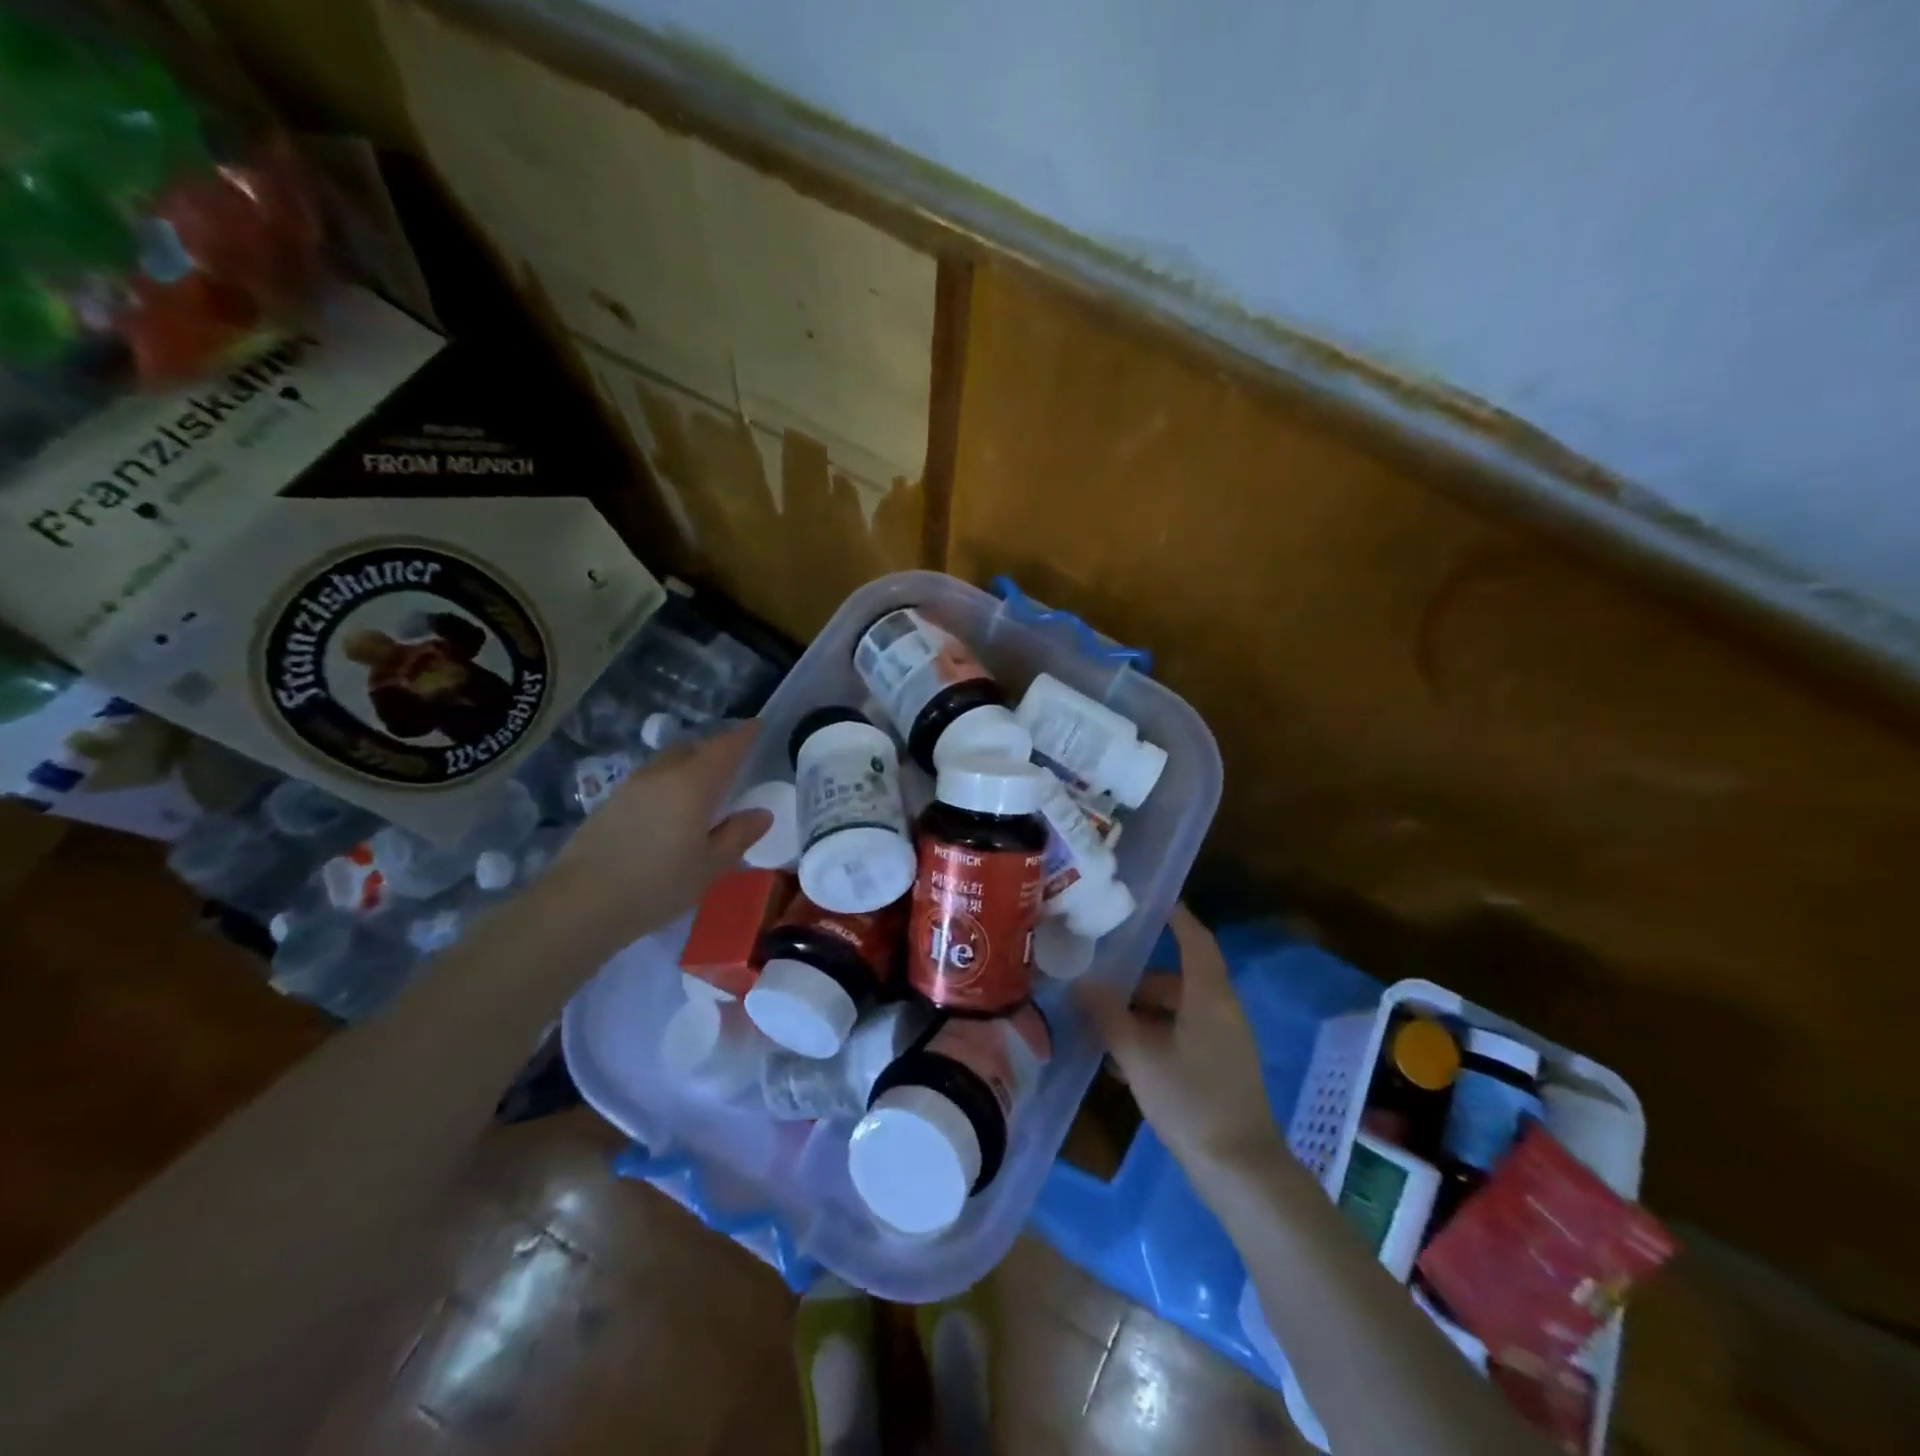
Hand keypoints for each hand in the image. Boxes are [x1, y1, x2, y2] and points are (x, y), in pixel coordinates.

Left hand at [545, 723, 773, 946]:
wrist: (579, 904)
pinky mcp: (610, 803)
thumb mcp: (709, 866)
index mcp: (693, 783)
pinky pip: (650, 781)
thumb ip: (738, 835)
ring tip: (704, 791)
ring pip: (668, 763)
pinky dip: (668, 784)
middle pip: (693, 748)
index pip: (726, 747)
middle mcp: (661, 774)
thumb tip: (761, 813)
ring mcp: (631, 786)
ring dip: (690, 767)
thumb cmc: (657, 884)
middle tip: (735, 766)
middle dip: (716, 750)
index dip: (745, 735)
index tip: (759, 727)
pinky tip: (671, 812)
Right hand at [1076, 905, 1284, 1195]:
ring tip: (1104, 1024)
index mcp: (1209, 996)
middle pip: (1179, 978)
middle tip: (1101, 979)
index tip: (1150, 900)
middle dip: (1140, 979)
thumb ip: (1108, 1015)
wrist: (1241, 1171)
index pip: (1195, 940)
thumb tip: (1082, 982)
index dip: (1176, 917)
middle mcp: (1222, 1011)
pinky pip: (1184, 1036)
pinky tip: (1124, 1062)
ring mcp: (1225, 1043)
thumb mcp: (1140, 1056)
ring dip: (1143, 1012)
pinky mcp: (1222, 1070)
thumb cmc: (1191, 1100)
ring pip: (1179, 1011)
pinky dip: (1156, 1037)